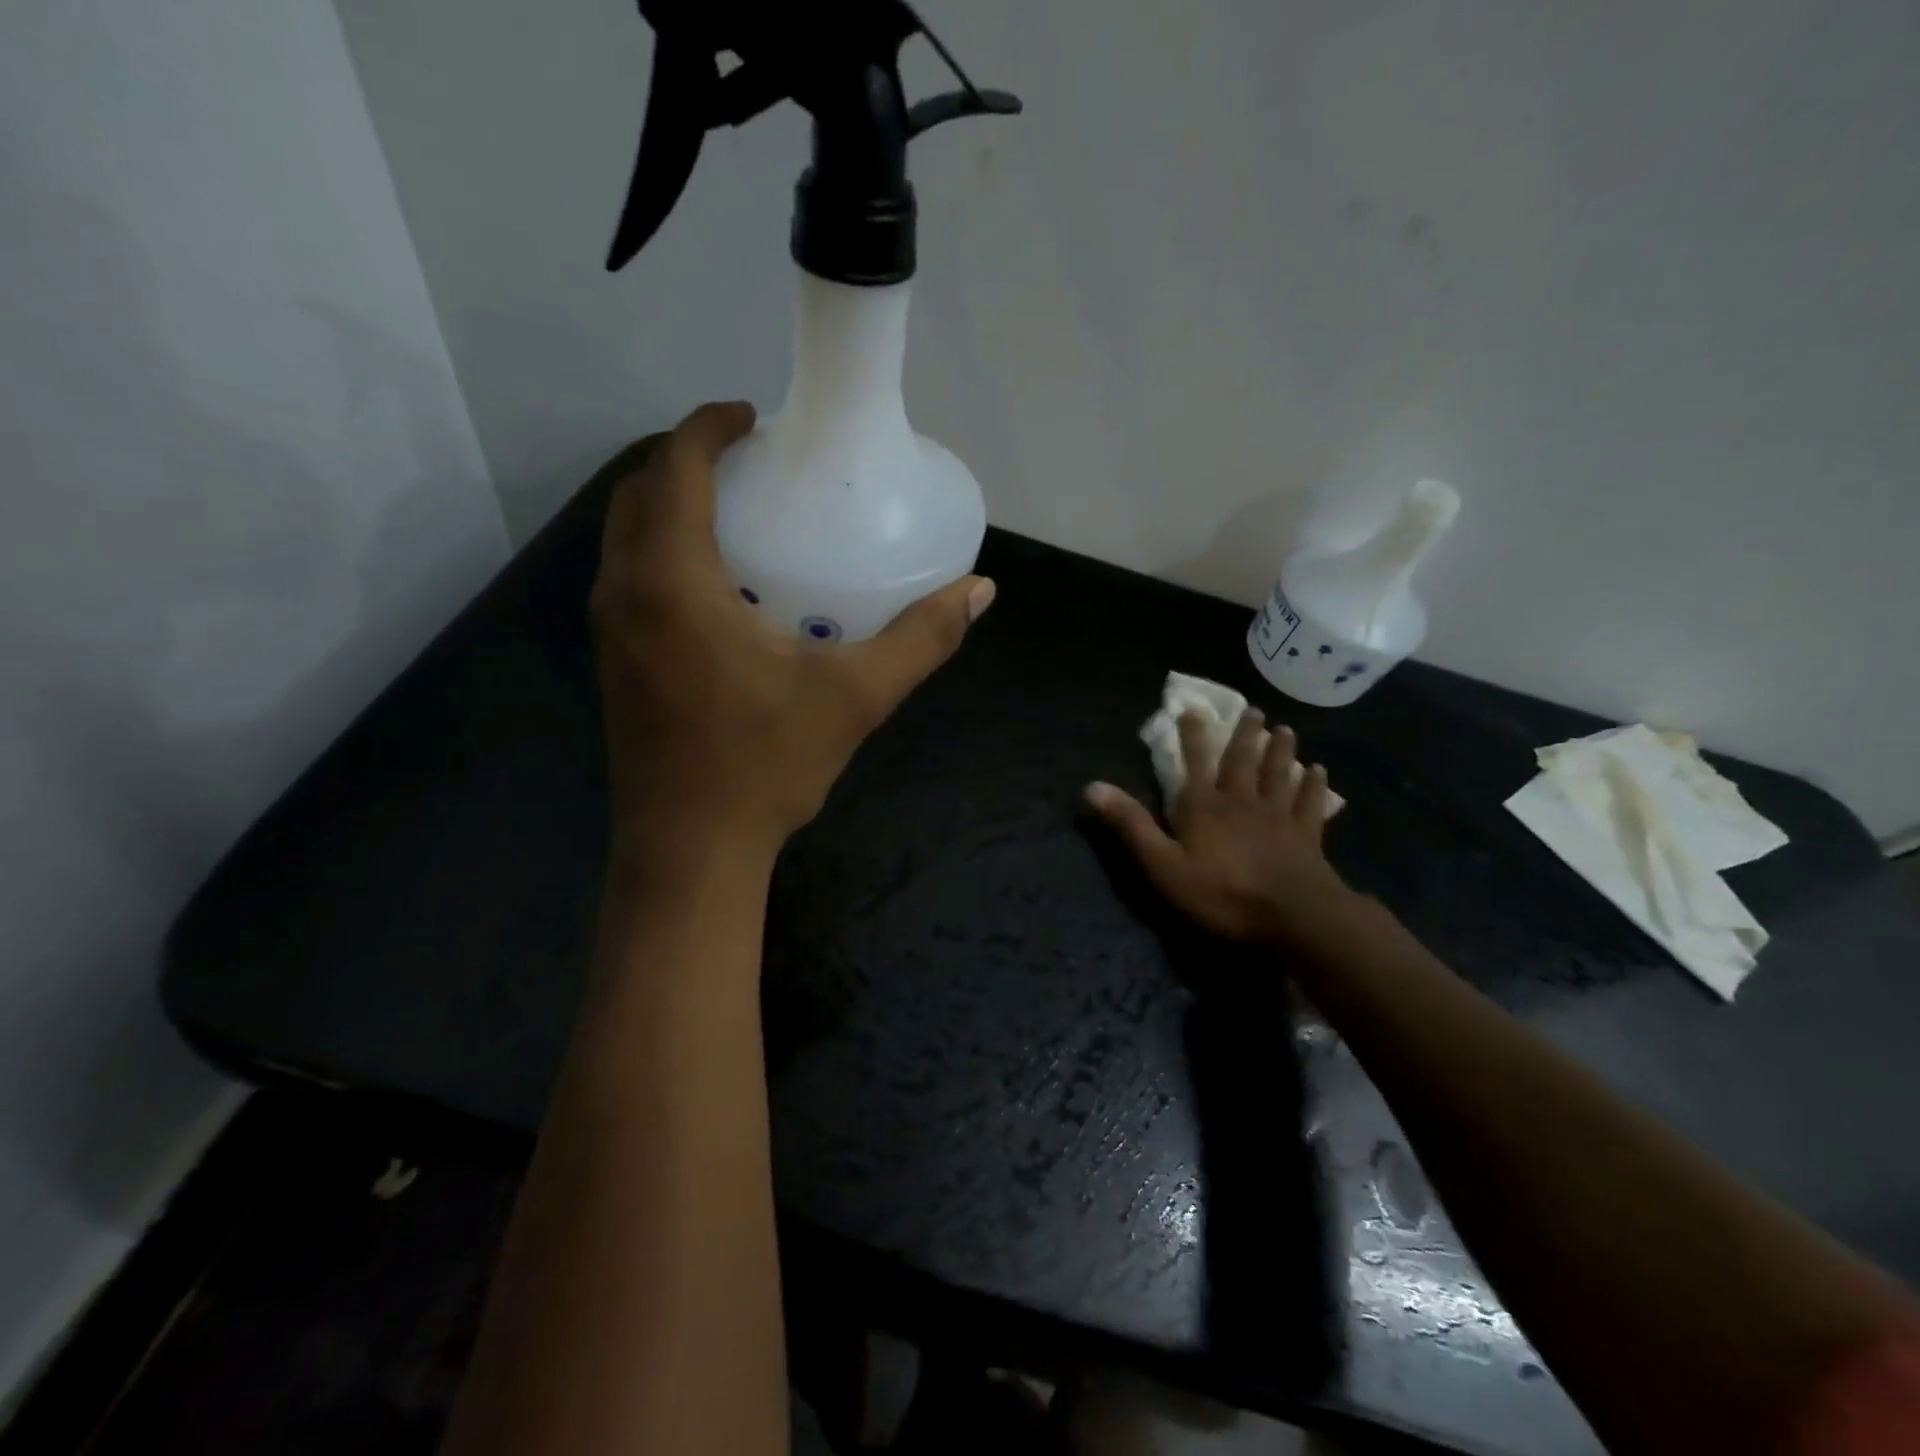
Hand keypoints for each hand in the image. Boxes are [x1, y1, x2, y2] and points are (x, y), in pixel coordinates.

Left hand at [592, 402, 995, 863]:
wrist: (689, 849)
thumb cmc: (765, 766)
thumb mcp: (855, 697)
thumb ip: (921, 639)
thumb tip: (979, 592)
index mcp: (674, 582)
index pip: (676, 468)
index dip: (708, 427)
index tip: (751, 416)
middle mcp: (626, 592)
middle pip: (639, 493)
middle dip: (685, 460)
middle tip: (749, 463)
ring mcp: (610, 630)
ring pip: (626, 537)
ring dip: (669, 506)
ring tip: (735, 514)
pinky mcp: (613, 662)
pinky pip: (629, 577)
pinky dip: (662, 551)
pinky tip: (717, 587)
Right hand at [1085, 711, 1351, 947]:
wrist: (1293, 917)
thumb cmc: (1221, 893)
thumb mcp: (1162, 865)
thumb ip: (1131, 826)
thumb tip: (1092, 786)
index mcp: (1204, 807)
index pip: (1195, 763)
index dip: (1192, 736)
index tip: (1193, 709)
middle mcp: (1241, 802)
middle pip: (1243, 761)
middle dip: (1244, 735)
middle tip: (1253, 710)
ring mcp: (1278, 817)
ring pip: (1278, 775)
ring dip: (1280, 751)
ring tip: (1285, 729)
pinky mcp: (1307, 837)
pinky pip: (1310, 804)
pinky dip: (1315, 786)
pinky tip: (1320, 772)